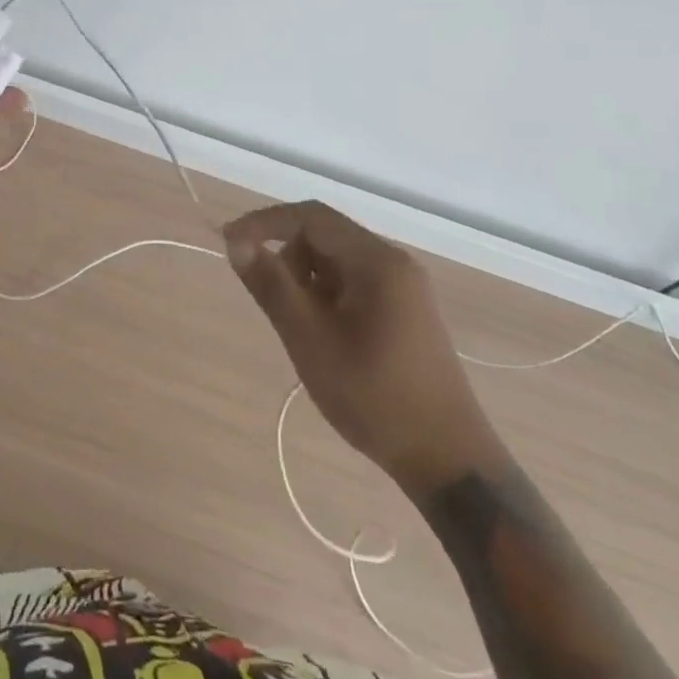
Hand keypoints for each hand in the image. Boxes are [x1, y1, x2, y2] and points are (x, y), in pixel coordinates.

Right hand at [225, 201, 503, 497]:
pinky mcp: (406, 310)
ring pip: (337, 261)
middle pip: (324, 235)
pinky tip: (325, 337)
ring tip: (302, 328)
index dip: (264, 223)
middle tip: (272, 302)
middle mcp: (394, 262)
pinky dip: (328, 296)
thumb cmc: (374, 396)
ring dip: (307, 280)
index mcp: (377, 260)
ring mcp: (404, 287)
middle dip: (288, 258)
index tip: (228, 244)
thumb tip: (235, 242)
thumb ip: (270, 285)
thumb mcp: (310, 340)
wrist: (449, 462)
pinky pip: (354, 283)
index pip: (310, 217)